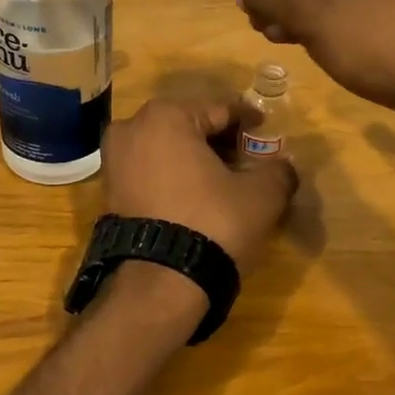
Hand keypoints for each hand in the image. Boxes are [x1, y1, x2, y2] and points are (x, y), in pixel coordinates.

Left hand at [101, 98, 297, 271]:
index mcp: (166, 116)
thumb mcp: (260, 195)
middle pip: (190, 126)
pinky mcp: (109, 193)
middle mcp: (132, 129)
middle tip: (248, 157)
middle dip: (219, 140)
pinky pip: (150, 173)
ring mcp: (114, 161)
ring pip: (167, 150)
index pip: (220, 110)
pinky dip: (174, 178)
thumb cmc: (212, 222)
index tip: (266, 129)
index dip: (248, 120)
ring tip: (225, 180)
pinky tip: (197, 198)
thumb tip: (285, 166)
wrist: (159, 284)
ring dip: (195, 160)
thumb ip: (278, 171)